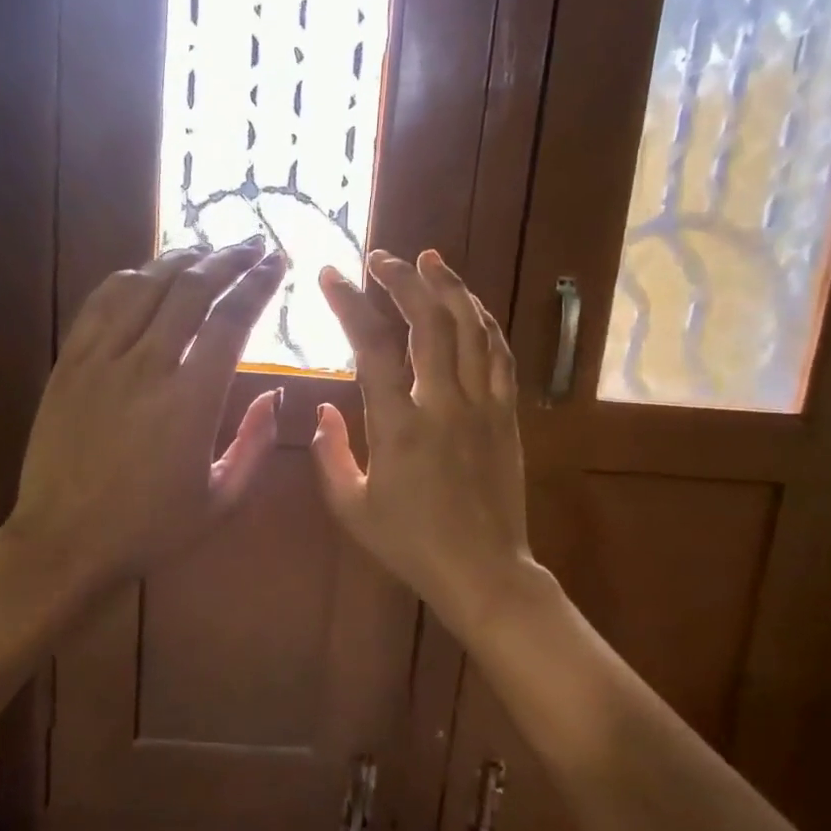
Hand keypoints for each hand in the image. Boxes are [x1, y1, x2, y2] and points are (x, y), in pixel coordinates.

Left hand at [7, 240, 287, 588]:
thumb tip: (275, 396)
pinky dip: (130, 278)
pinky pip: (101, 303)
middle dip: (228, 258)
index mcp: (191, 401)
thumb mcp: (221, 501)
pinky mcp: (70, 362)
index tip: (278, 262)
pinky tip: (147, 272)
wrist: (64, 541)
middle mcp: (148, 366)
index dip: (259, 283)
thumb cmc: (148, 528)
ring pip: (145, 285)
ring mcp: (102, 360)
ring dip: (181, 259)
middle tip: (251, 245)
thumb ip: (256, 445)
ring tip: (206, 250)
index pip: (232, 320)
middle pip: (192, 289)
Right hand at [311, 249, 548, 638]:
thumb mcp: (352, 508)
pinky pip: (499, 355)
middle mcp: (443, 405)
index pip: (372, 348)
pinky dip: (483, 322)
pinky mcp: (506, 415)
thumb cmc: (410, 544)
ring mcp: (482, 407)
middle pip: (428, 322)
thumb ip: (329, 455)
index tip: (333, 274)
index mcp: (398, 428)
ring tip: (430, 259)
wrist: (484, 571)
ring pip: (471, 329)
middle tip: (382, 258)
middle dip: (403, 280)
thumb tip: (323, 410)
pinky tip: (470, 305)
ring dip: (450, 287)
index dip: (350, 304)